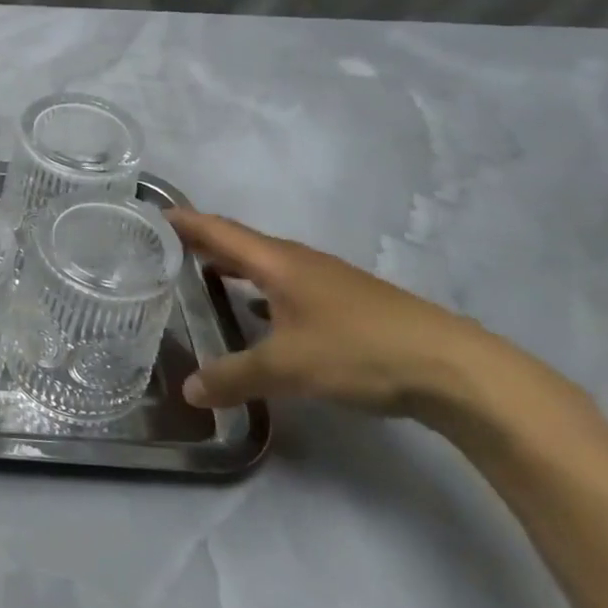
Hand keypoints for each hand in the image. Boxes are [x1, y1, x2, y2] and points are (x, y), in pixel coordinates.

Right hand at [169, 209, 536, 424]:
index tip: (150, 215)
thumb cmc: (360, 351)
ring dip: (233, 265)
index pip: (218, 231)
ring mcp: (328, 281)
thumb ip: (233, 377)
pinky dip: (260, 289)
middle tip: (164, 248)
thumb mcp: (287, 368)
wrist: (456, 370)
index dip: (184, 222)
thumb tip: (188, 391)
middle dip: (202, 242)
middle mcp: (300, 262)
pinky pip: (287, 285)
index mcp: (278, 263)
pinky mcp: (348, 304)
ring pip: (266, 264)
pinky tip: (257, 313)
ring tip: (202, 275)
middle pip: (241, 243)